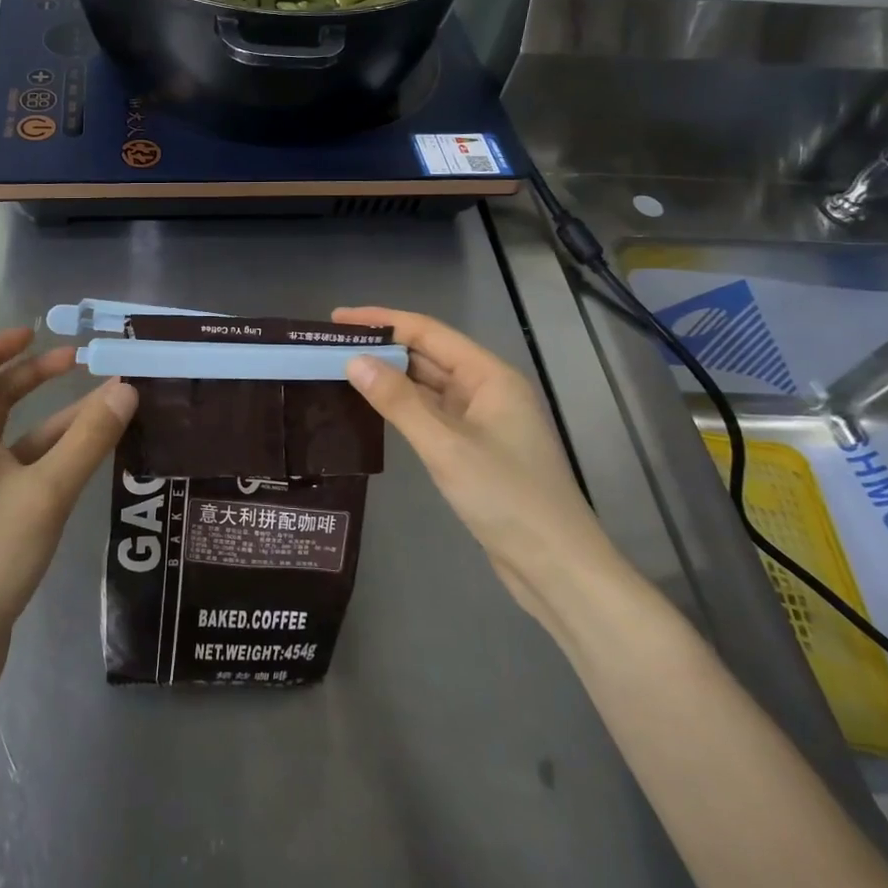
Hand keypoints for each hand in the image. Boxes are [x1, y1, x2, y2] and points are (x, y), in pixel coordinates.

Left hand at [0, 328, 136, 678]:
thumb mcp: (46, 491)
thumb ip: (88, 440)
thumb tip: (125, 387)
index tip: (33, 334)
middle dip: (33, 377)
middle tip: (79, 363)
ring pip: (18, 438)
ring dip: (56, 418)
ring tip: (106, 406)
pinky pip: (27, 470)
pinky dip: (56, 455)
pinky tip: (91, 458)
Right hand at [334, 307, 626, 625]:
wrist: (556, 568)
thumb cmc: (506, 498)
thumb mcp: (446, 446)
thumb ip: (398, 401)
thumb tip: (354, 361)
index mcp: (490, 376)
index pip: (428, 332)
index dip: (382, 321)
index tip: (338, 319)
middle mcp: (488, 390)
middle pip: (428, 355)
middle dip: (382, 347)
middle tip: (331, 346)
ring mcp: (483, 420)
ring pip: (429, 386)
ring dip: (390, 377)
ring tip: (342, 370)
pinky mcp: (475, 449)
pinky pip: (432, 413)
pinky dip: (402, 407)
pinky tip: (373, 408)